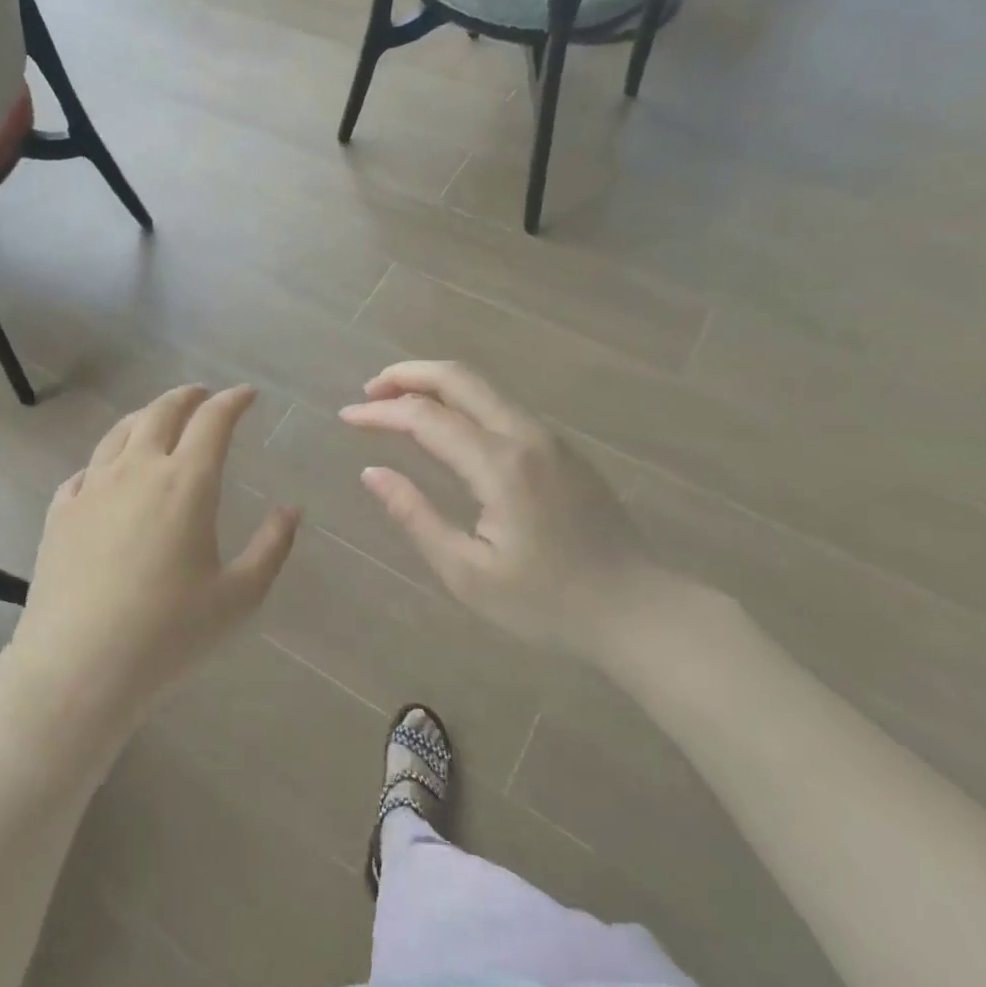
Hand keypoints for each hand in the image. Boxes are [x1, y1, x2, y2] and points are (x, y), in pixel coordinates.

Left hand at [10, 384, 299, 723]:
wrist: (77, 666)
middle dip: (187, 397)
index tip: (246, 394)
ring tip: (157, 418)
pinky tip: (106, 473)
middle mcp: (137, 470)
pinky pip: (84, 470)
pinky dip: (105, 459)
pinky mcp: (60, 512)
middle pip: (161, 413)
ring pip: (119, 433)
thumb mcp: (238, 596)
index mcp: (186, 483)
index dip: (232, 401)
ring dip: (144, 416)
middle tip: (202, 394)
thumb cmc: (168, 633)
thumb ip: (271, 548)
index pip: (212, 421)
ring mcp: (92, 488)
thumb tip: (290, 511)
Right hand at [340, 361, 675, 659]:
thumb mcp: (468, 573)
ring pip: (483, 387)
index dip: (380, 413)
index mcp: (499, 465)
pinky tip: (445, 426)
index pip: (425, 417)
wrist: (639, 611)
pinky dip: (462, 401)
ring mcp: (549, 438)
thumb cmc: (548, 603)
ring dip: (435, 385)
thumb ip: (415, 516)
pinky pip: (501, 407)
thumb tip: (372, 473)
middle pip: (459, 378)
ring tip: (396, 403)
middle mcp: (525, 435)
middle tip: (369, 392)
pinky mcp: (561, 449)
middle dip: (407, 375)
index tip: (346, 418)